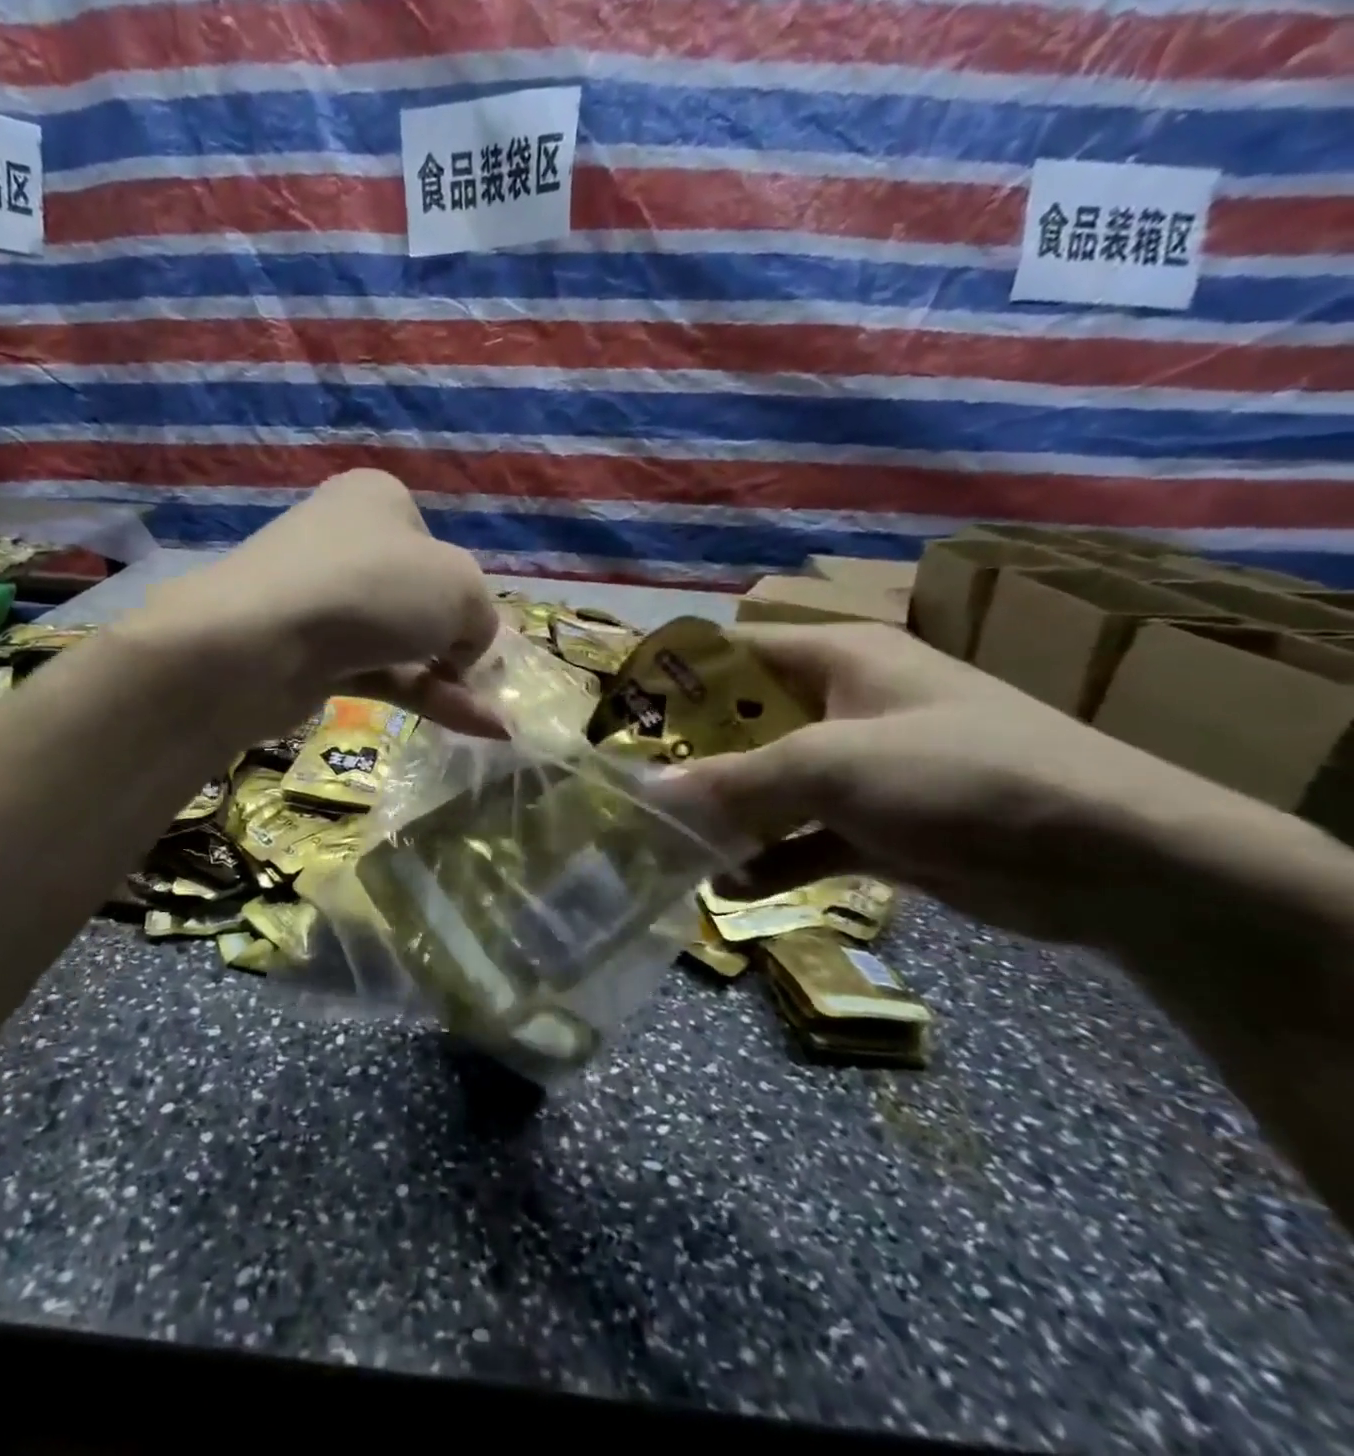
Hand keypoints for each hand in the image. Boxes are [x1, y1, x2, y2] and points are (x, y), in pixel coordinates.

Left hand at [141, 470, 504, 735]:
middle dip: (459, 644)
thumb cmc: (370, 588)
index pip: (437, 548)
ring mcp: (324, 603)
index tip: (476, 633)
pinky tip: (474, 727)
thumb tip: (466, 650)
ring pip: (401, 642)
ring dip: (450, 681)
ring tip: (498, 724)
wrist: (257, 643)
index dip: (465, 594)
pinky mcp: (311, 656)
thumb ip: (481, 616)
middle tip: (489, 683)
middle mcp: (347, 543)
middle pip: (419, 599)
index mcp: (379, 501)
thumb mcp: (460, 587)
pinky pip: (379, 674)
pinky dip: (424, 698)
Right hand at [672, 623, 1238, 948]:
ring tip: (668, 848)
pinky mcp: (879, 828)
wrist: (1113, 860)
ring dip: (725, 819)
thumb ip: (733, 780)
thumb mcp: (831, 765)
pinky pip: (803, 839)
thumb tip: (646, 790)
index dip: (678, 679)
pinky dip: (768, 861)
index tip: (622, 716)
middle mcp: (844, 707)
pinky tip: (728, 890)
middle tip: (633, 793)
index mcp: (838, 661)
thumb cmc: (959, 773)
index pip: (736, 653)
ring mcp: (862, 770)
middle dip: (692, 761)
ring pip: (770, 788)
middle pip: (745, 726)